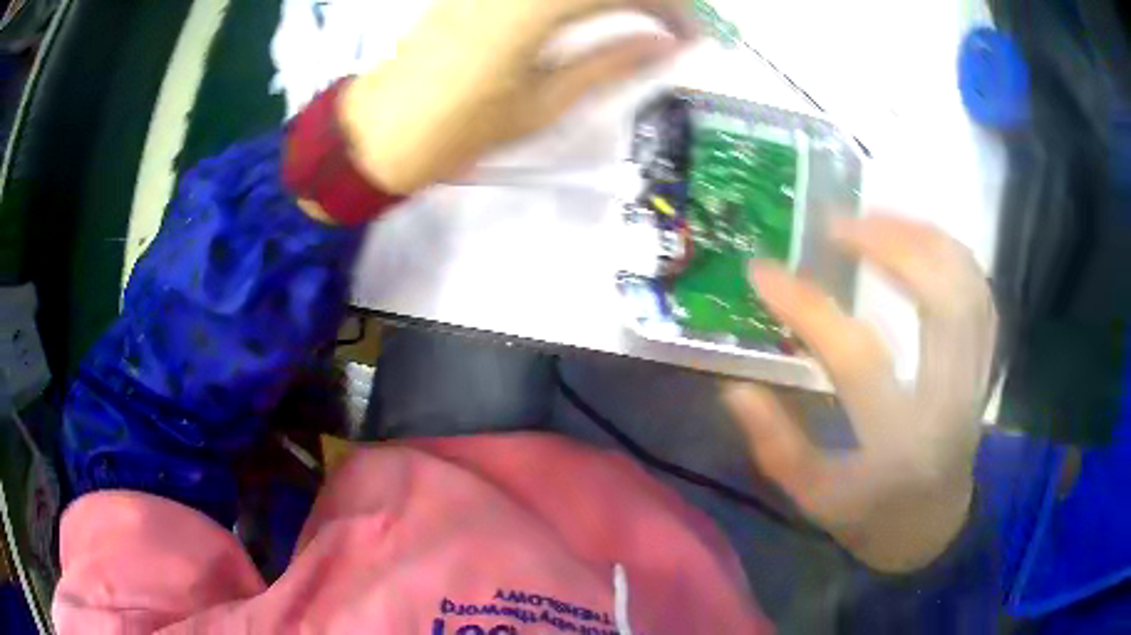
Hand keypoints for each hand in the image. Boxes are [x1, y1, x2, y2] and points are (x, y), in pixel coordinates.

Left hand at [338, 0, 694, 194]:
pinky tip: (591, 12)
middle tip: (671, 24)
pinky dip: (577, 0)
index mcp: (534, 8)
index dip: (669, 6)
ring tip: (637, 18)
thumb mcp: (545, 103)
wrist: (380, 131)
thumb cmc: (460, 129)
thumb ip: (610, 63)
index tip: (692, 35)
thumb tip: (665, 44)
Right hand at [724, 216, 997, 571]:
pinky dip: (950, 253)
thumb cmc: (872, 515)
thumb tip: (736, 388)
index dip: (806, 307)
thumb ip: (777, 446)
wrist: (933, 525)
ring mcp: (975, 375)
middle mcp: (950, 397)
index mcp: (901, 440)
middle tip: (837, 223)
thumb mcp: (816, 497)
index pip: (857, 356)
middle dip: (890, 245)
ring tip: (875, 217)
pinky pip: (979, 291)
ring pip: (967, 284)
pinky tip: (917, 238)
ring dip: (922, 237)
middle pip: (940, 299)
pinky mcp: (984, 362)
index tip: (762, 271)